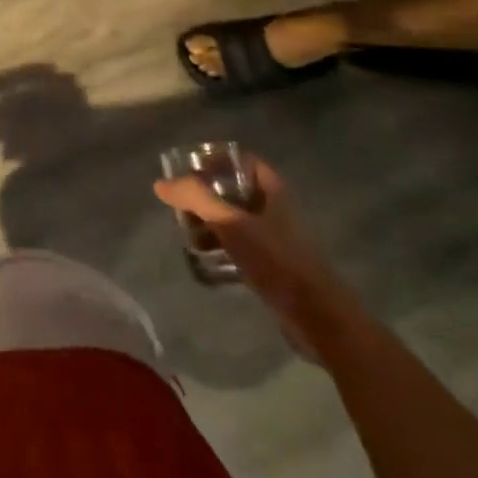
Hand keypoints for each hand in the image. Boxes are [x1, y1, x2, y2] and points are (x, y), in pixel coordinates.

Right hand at [153, 159, 354, 354]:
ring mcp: (276, 239)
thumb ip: (195, 199)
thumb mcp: (230, 223)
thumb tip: (160, 184)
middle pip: (235, 190)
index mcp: (273, 192)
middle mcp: (276, 210)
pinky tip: (204, 258)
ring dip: (211, 222)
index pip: (243, 162)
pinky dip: (221, 246)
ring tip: (187, 231)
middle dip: (207, 195)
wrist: (317, 317)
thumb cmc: (276, 260)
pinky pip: (241, 246)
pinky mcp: (274, 266)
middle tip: (180, 202)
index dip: (217, 160)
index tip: (188, 169)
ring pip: (236, 219)